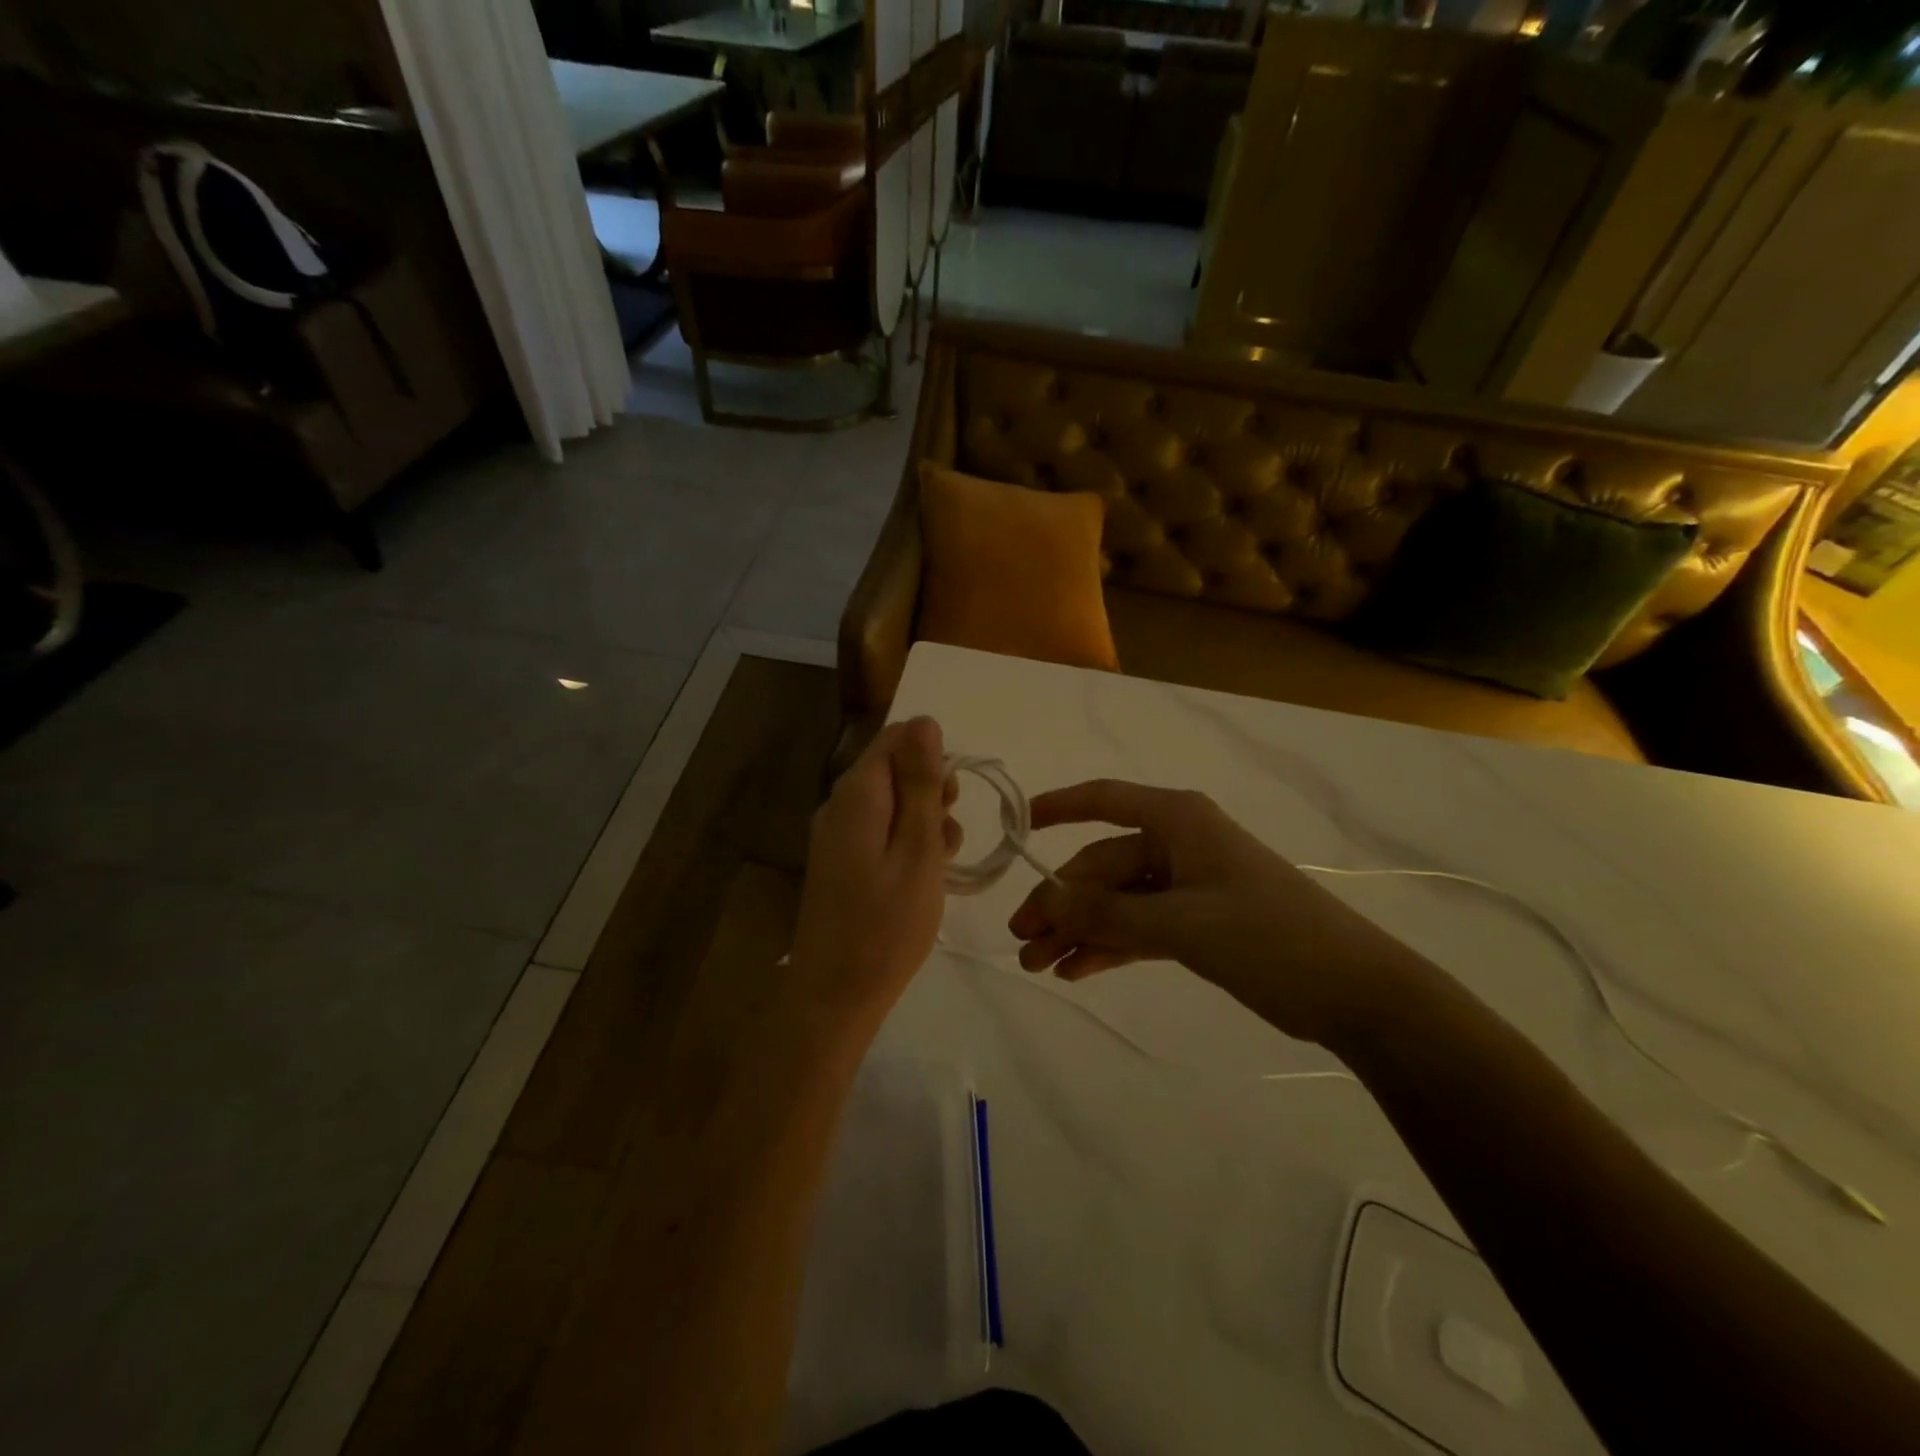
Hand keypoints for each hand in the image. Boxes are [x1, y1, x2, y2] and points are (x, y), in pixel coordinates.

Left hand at [790, 717, 960, 1031]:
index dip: (932, 756)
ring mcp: (835, 834)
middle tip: (949, 835)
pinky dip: (906, 842)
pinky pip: (878, 830)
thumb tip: (925, 720)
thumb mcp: (919, 850)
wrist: (834, 995)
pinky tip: (923, 876)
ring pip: (890, 801)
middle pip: (892, 768)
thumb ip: (922, 784)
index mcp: (857, 794)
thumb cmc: (887, 925)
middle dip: (931, 790)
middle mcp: (839, 804)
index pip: (896, 737)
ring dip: (923, 820)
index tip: (952, 798)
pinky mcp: (839, 860)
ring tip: (942, 863)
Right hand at [1007, 780, 1425, 1044]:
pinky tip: (1075, 971)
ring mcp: (1186, 885)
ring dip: (1078, 931)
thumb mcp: (1181, 923)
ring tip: (1038, 965)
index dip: (1059, 808)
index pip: (1105, 800)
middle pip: (1103, 865)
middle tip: (1022, 940)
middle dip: (1062, 903)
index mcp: (1177, 821)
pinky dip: (1108, 946)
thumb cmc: (1268, 937)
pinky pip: (1137, 927)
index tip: (1018, 828)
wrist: (1352, 991)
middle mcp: (1177, 844)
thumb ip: (1107, 912)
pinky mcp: (1195, 923)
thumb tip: (1044, 899)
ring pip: (1116, 901)